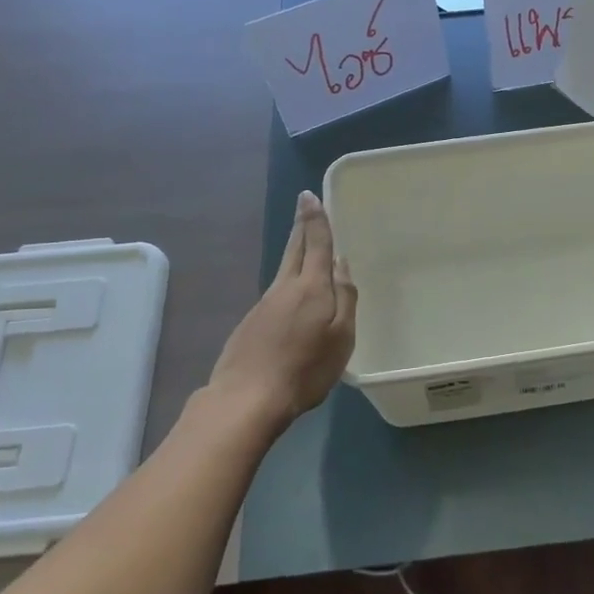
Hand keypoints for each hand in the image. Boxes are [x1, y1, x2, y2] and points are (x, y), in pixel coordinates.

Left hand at [207, 191, 356, 429]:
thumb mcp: (342, 336)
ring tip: (304, 244)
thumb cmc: (305, 368)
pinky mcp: (251, 322)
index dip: (315, 220)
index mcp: (311, 287)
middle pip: (294, 249)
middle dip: (301, 226)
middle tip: (304, 206)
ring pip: (284, 269)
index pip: (316, 244)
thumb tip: (342, 264)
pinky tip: (292, 297)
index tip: (309, 196)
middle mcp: (285, 287)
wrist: (247, 397)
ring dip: (294, 251)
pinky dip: (287, 282)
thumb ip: (345, 298)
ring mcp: (264, 304)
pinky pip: (276, 293)